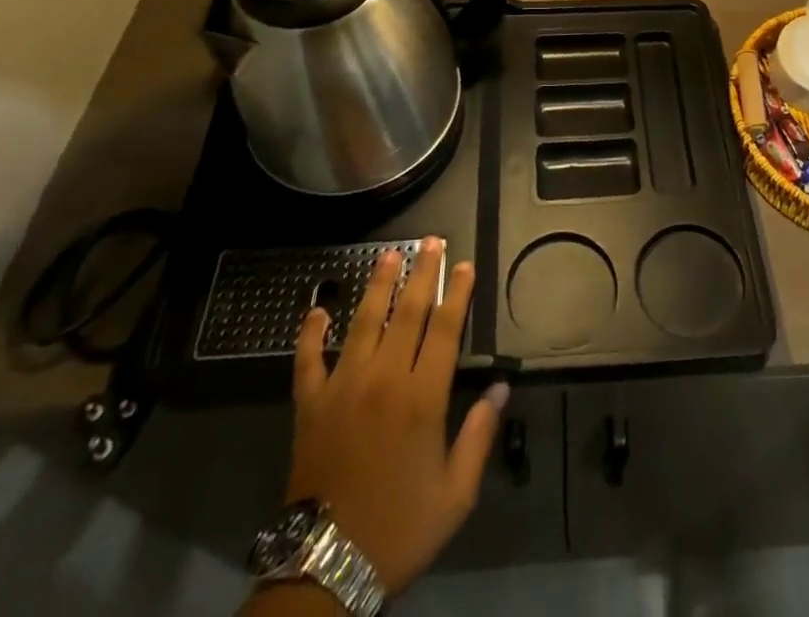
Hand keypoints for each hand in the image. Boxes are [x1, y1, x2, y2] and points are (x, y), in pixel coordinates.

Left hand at [286, 239, 506, 596]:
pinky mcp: (310, 405)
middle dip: (423, 272)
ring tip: (388, 253)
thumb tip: (500, 387)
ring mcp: (342, 387)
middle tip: (431, 240)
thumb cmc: (400, 529)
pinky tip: (317, 309)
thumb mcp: (455, 493)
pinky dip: (310, 333)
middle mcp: (383, 379)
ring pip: (363, 321)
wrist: (327, 568)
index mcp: (421, 398)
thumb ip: (478, 435)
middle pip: (407, 312)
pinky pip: (308, 359)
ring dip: (378, 285)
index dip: (457, 292)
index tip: (464, 263)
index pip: (445, 328)